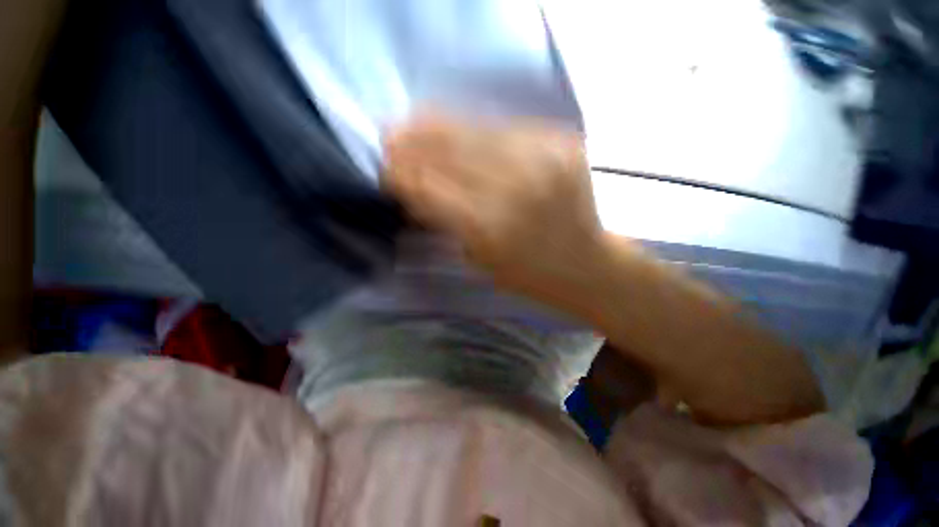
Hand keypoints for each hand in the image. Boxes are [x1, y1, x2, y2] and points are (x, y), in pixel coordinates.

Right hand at [384, 116, 611, 307]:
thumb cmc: (529, 274)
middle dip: (412, 142)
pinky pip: (505, 129)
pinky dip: (476, 130)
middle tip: (390, 135)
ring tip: (415, 123)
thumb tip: (413, 187)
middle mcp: (515, 188)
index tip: (384, 166)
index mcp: (490, 228)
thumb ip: (445, 221)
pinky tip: (460, 132)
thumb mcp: (478, 259)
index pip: (430, 188)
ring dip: (438, 127)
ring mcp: (543, 159)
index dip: (402, 173)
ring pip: (475, 131)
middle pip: (449, 151)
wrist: (586, 264)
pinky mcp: (562, 143)